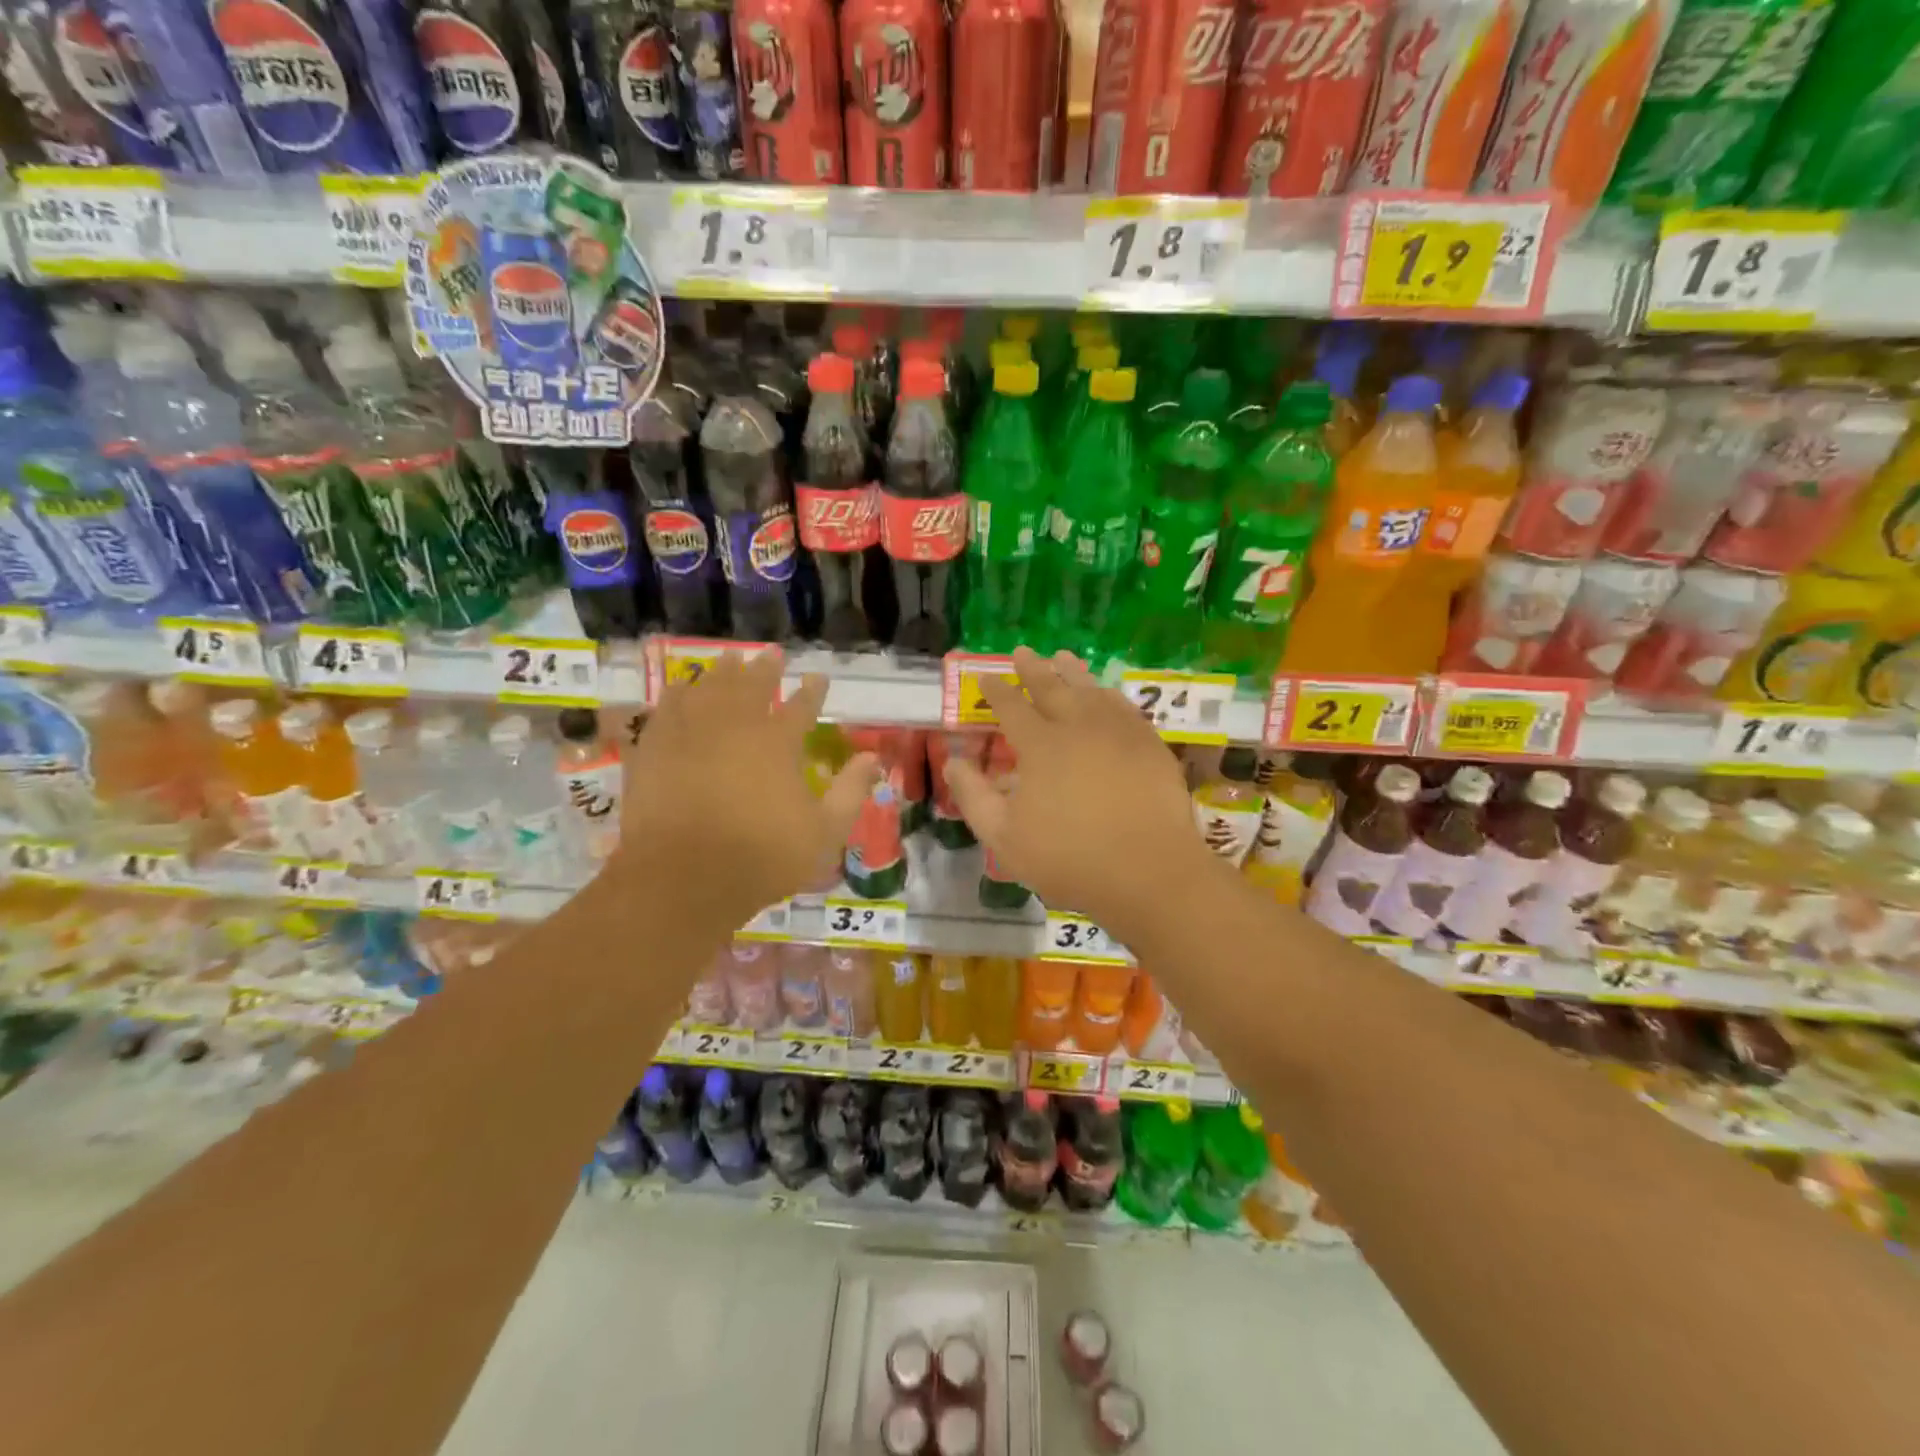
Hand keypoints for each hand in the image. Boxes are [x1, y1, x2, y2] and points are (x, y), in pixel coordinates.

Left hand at [613, 653, 877, 930]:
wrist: (682, 878)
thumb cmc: (762, 857)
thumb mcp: (824, 833)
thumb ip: (851, 792)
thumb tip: (874, 759)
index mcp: (778, 743)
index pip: (802, 706)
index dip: (813, 691)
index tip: (818, 677)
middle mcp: (735, 726)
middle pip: (752, 686)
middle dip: (764, 668)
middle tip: (771, 654)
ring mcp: (691, 734)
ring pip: (708, 688)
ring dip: (721, 672)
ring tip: (729, 658)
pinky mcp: (656, 749)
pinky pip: (667, 709)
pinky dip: (677, 694)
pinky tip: (680, 689)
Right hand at [942, 649, 1218, 938]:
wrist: (1147, 871)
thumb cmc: (1068, 857)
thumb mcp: (1003, 836)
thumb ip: (973, 796)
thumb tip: (953, 762)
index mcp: (1040, 745)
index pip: (1011, 707)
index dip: (995, 691)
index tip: (985, 677)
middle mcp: (1078, 726)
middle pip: (1051, 687)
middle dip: (1033, 668)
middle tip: (1022, 651)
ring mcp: (1118, 732)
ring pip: (1090, 690)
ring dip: (1072, 672)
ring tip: (1062, 657)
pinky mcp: (1149, 744)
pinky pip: (1124, 707)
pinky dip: (1109, 694)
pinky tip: (1106, 693)